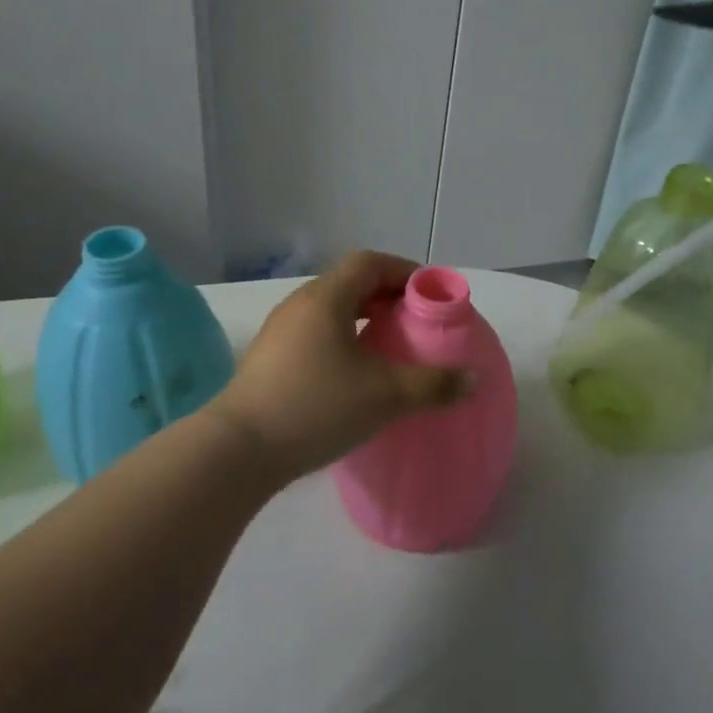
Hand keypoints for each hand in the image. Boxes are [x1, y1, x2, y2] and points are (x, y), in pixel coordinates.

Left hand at [210, 252, 470, 484]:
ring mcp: (279, 331)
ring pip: (330, 309)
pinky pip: (315, 332)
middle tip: (414, 321)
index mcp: (326, 298)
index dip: (403, 271)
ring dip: (362, 319)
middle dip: (386, 296)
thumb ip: (432, 385)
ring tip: (388, 346)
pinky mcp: (269, 358)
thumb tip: (474, 379)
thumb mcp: (384, 396)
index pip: (369, 262)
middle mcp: (299, 304)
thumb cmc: (316, 407)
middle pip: (349, 283)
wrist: (239, 450)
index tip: (428, 294)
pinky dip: (342, 338)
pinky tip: (353, 372)